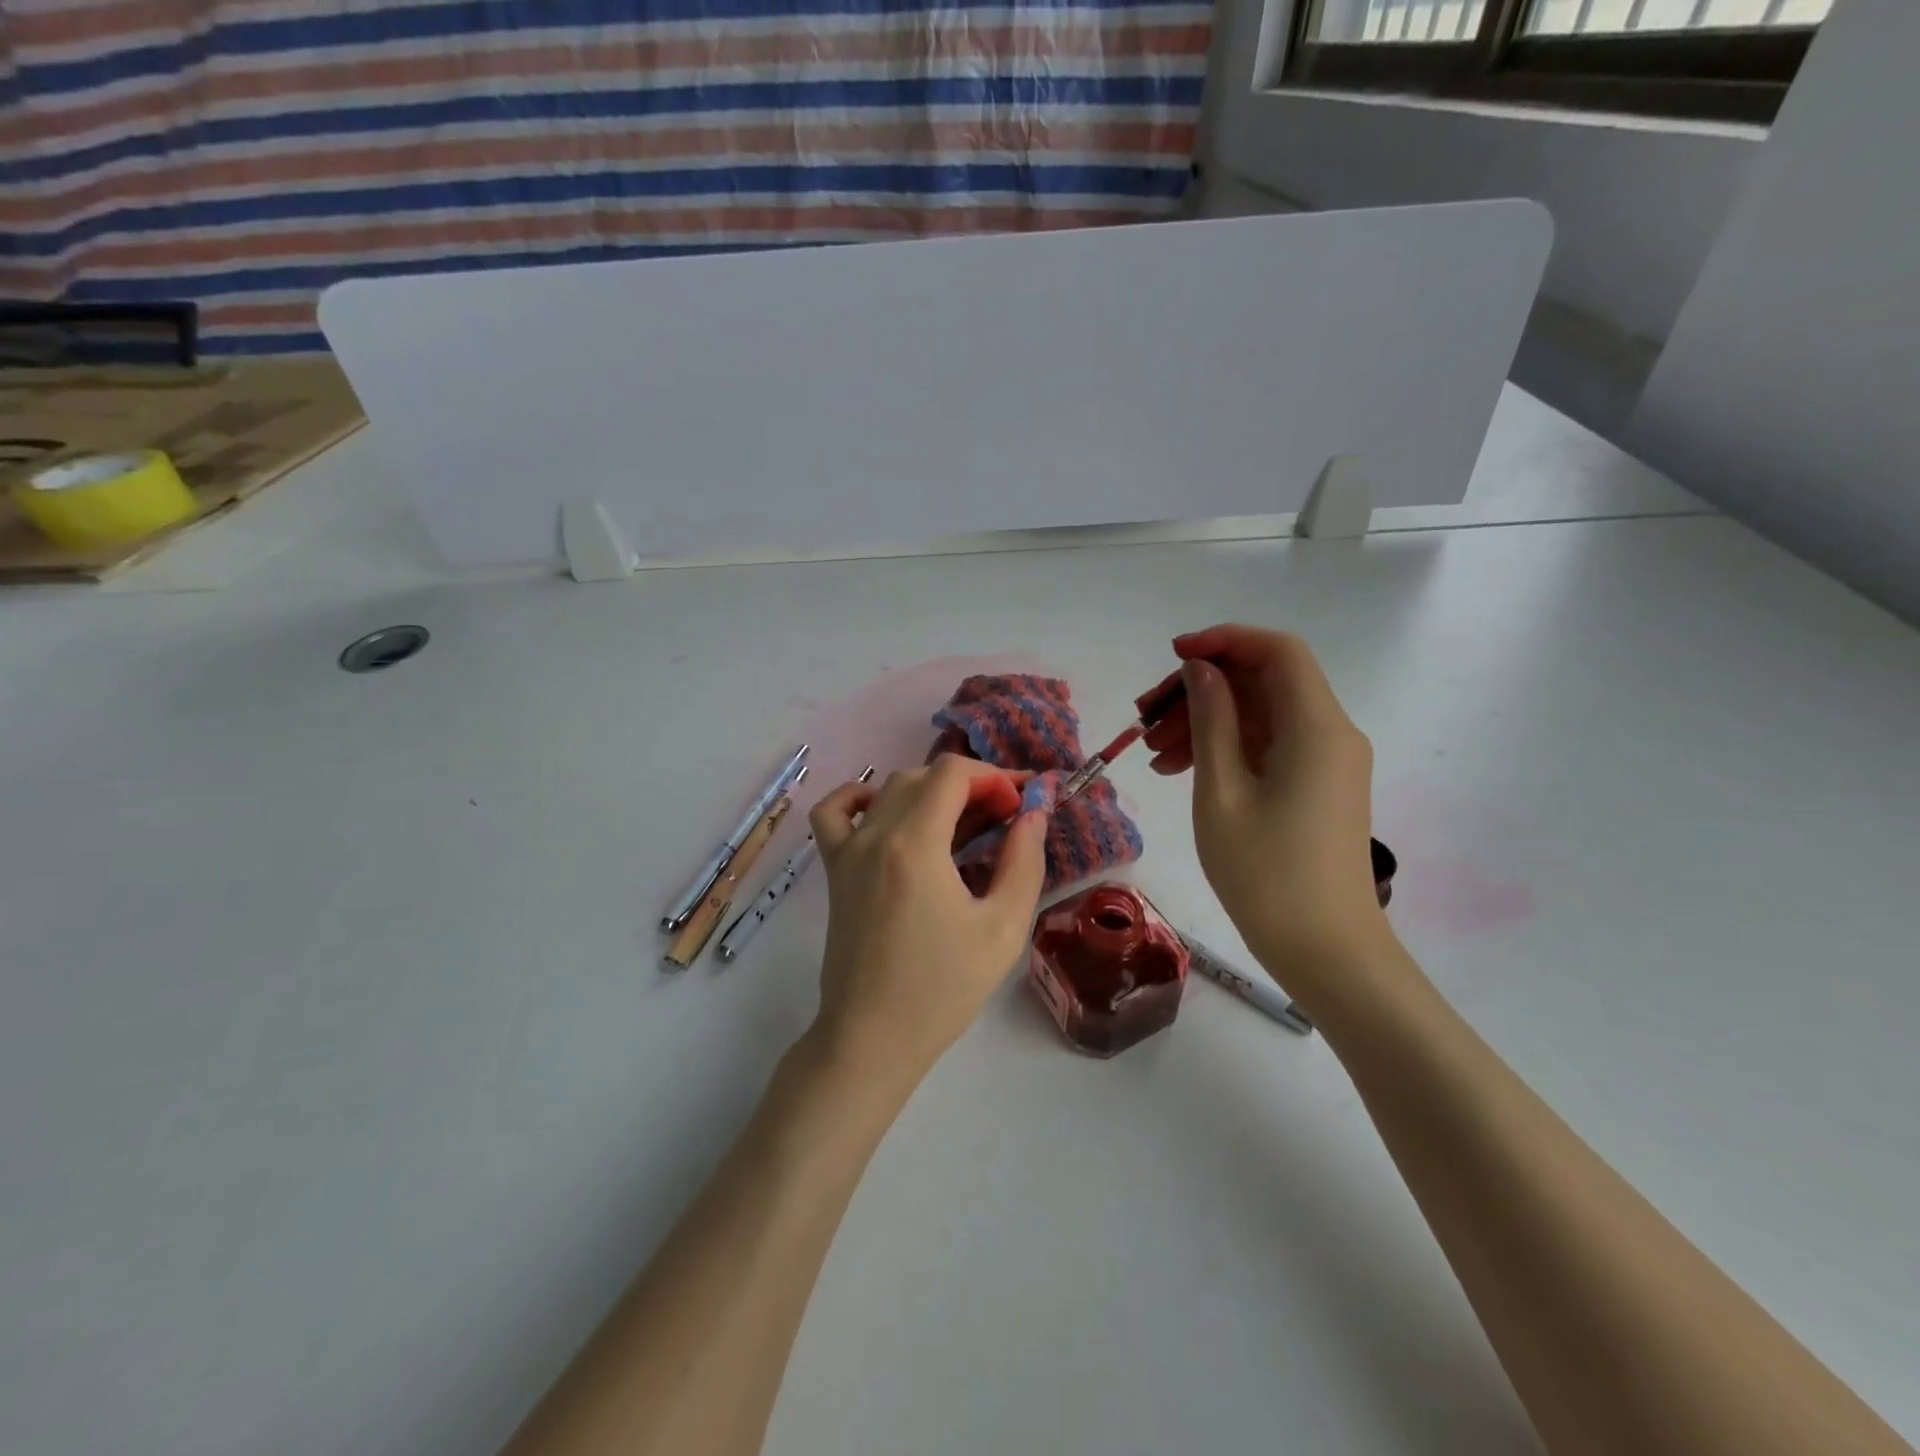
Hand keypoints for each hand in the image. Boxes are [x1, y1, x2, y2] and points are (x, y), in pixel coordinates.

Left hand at [806, 756, 1047, 1088]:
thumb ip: (1023, 861)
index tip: (1021, 806)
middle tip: (1004, 819)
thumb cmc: (943, 989)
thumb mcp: (1003, 928)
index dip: (994, 777)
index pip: (953, 773)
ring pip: (888, 789)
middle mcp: (875, 835)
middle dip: (971, 785)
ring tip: (962, 823)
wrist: (872, 1037)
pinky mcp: (833, 870)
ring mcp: (847, 851)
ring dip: (930, 791)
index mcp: (915, 844)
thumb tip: (1034, 813)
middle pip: (924, 776)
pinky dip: (860, 798)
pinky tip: (888, 815)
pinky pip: (834, 812)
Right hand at [1140, 625, 1392, 992]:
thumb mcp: (1222, 790)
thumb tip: (1200, 670)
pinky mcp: (1318, 787)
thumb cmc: (1266, 873)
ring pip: (1261, 716)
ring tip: (1152, 754)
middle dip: (1202, 689)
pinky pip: (1269, 747)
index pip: (1276, 651)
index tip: (1172, 657)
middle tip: (1145, 716)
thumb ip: (1211, 719)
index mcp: (1315, 726)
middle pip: (1264, 682)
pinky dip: (1226, 749)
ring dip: (1207, 722)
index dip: (1223, 641)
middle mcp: (1331, 733)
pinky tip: (1180, 771)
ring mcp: (1327, 762)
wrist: (1327, 951)